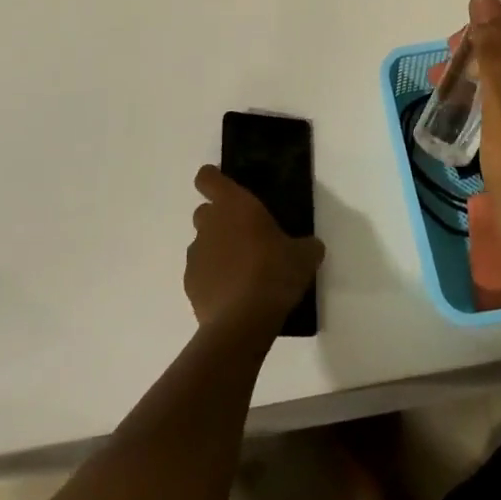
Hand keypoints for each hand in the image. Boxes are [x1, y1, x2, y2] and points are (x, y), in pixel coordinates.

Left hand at [186, 165, 324, 339]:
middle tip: (244, 236)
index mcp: (234, 205)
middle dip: (220, 220)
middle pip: (204, 211)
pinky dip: (213, 278)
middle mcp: (209, 224)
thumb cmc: (275, 273)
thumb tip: (310, 247)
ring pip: (203, 244)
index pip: (208, 178)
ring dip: (217, 250)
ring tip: (242, 271)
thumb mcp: (304, 256)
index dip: (213, 180)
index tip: (225, 189)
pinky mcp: (190, 285)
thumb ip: (306, 245)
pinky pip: (201, 273)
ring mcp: (196, 255)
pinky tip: (233, 295)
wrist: (243, 321)